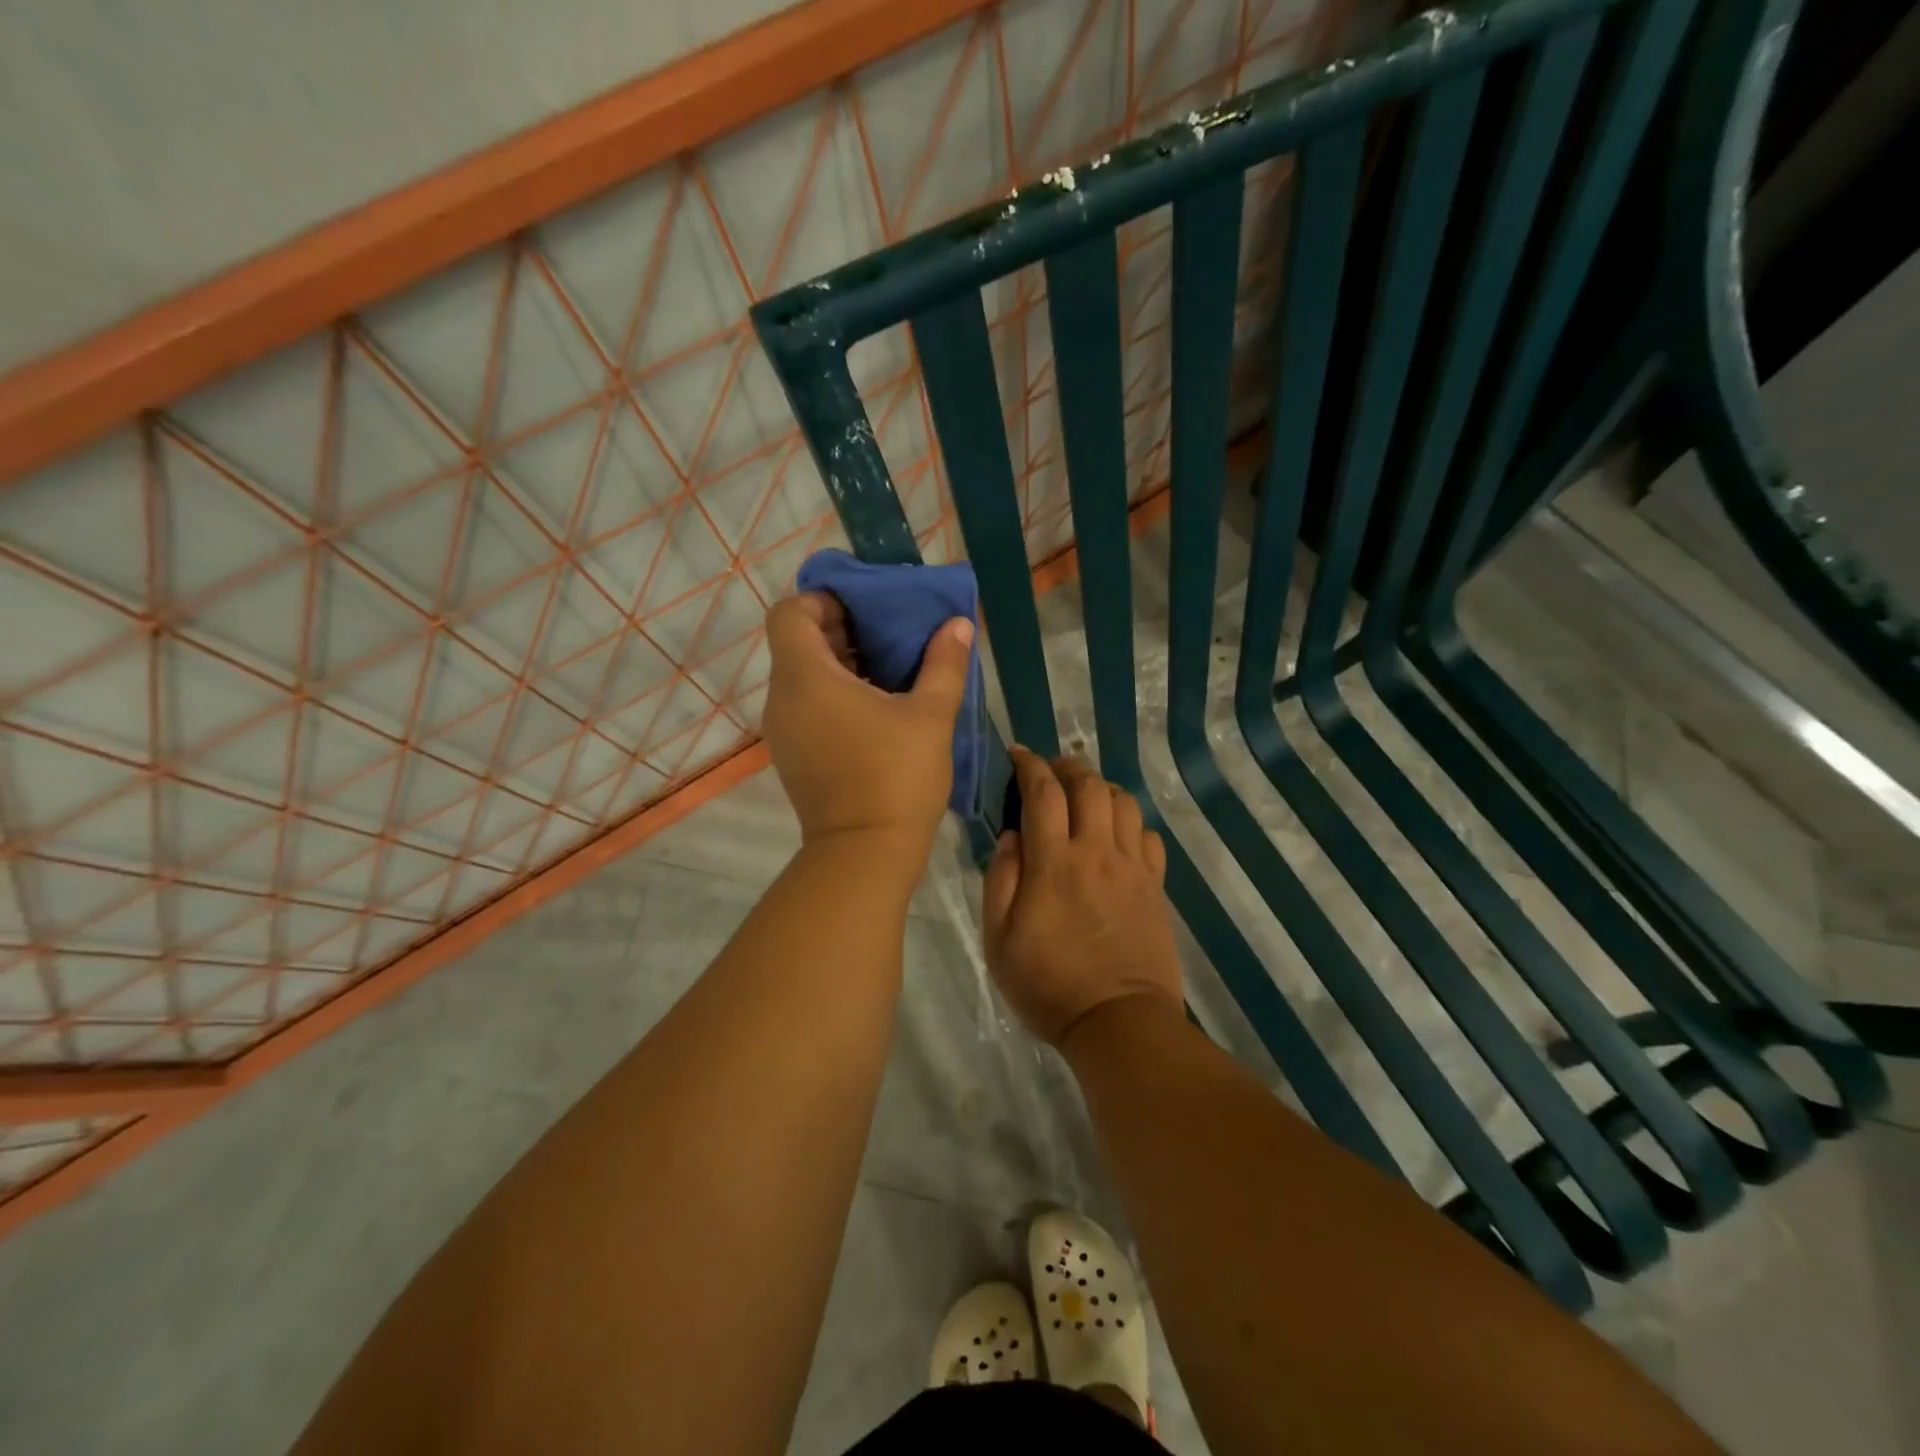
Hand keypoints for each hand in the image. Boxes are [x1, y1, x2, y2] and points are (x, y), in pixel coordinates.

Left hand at [761, 591, 972, 854]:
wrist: (865, 853)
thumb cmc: (896, 777)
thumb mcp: (930, 715)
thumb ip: (943, 663)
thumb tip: (957, 624)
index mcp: (806, 678)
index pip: (790, 613)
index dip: (823, 600)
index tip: (865, 609)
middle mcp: (782, 699)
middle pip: (796, 642)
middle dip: (840, 629)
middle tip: (888, 633)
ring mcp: (783, 731)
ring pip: (802, 675)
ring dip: (840, 662)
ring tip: (888, 668)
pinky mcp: (792, 755)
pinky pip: (806, 704)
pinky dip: (833, 693)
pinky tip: (876, 706)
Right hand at [982, 748, 1183, 1045]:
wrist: (1119, 1022)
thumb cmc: (1048, 984)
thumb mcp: (999, 939)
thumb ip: (1001, 880)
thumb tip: (1011, 835)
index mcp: (1053, 863)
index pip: (1043, 792)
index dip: (1029, 765)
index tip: (1017, 754)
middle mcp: (1096, 852)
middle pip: (1089, 785)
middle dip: (1067, 766)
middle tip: (1051, 770)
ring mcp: (1132, 867)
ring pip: (1124, 802)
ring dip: (1101, 788)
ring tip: (1084, 796)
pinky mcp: (1155, 886)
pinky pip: (1149, 836)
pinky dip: (1131, 823)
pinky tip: (1117, 835)